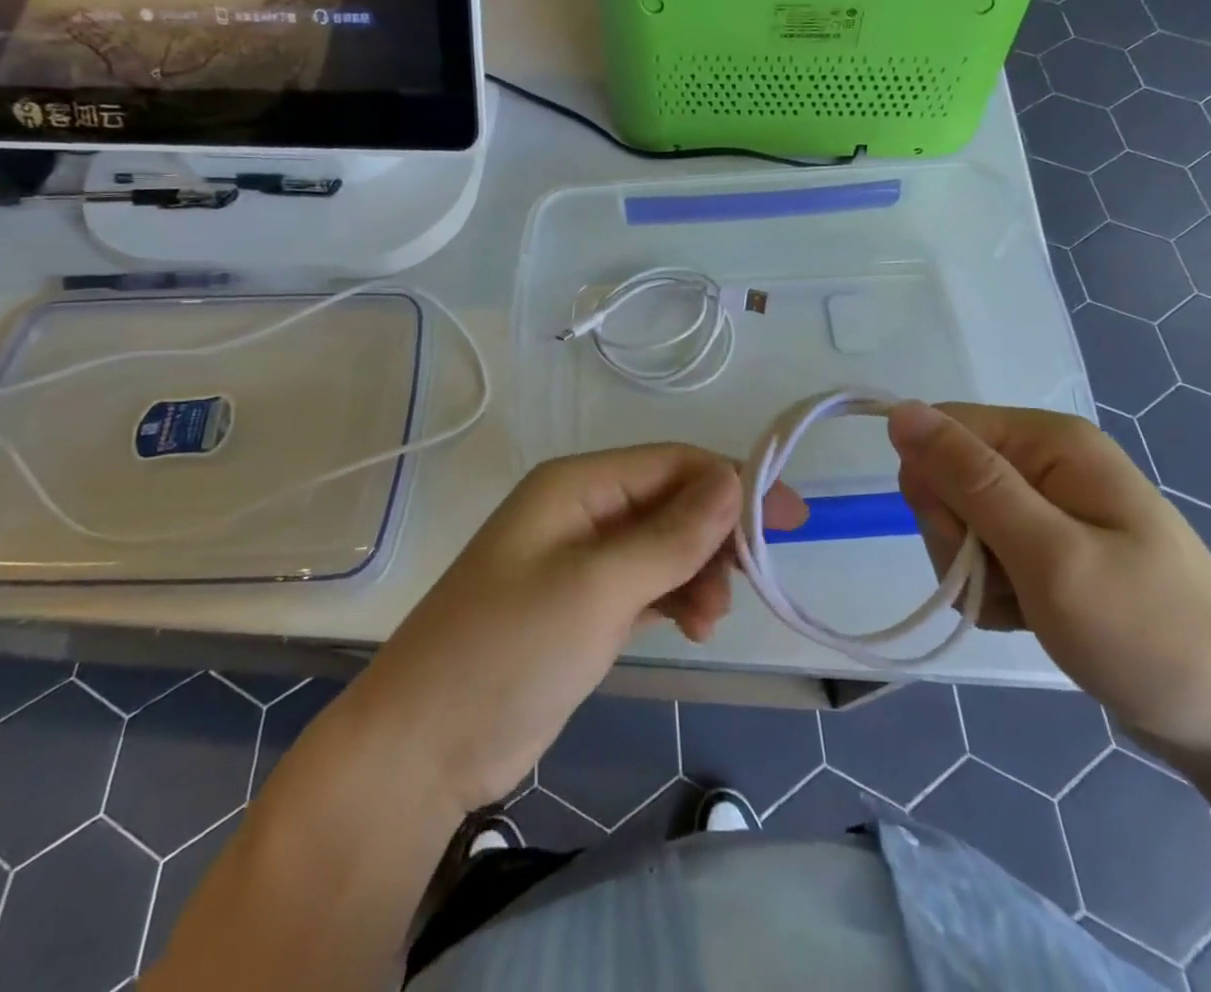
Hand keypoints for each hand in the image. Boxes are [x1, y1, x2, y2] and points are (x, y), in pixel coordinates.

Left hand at [349, 446, 805, 811]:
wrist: (423, 748)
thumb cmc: (509, 650)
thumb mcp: (598, 587)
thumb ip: (670, 535)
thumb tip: (732, 479)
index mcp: (576, 485)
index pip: (672, 463)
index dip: (732, 483)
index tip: (788, 519)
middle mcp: (580, 510)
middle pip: (670, 502)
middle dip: (714, 535)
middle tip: (747, 582)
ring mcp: (579, 560)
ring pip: (662, 546)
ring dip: (697, 572)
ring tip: (708, 621)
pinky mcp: (581, 606)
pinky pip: (645, 583)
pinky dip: (675, 597)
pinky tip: (691, 626)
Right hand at [888, 401, 1210, 765]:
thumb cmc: (1150, 635)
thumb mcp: (1050, 554)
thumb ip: (970, 480)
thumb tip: (901, 412)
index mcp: (1050, 441)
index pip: (942, 429)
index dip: (934, 483)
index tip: (967, 540)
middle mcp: (1045, 462)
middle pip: (947, 477)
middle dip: (958, 536)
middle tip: (1007, 581)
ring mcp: (1049, 509)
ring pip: (959, 522)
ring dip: (975, 573)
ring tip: (1029, 608)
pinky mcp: (1049, 550)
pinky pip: (985, 557)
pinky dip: (994, 594)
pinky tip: (1032, 618)